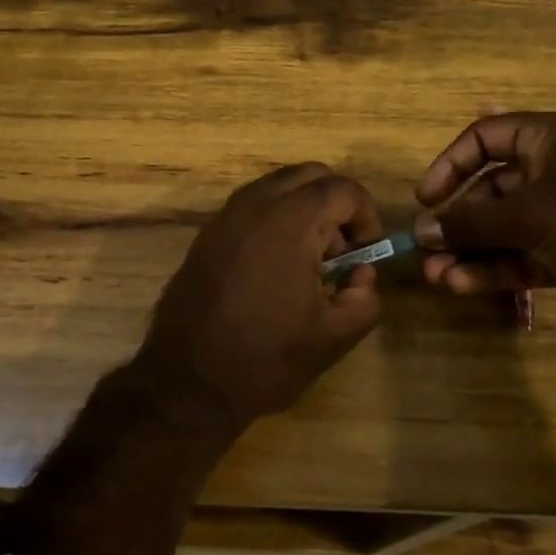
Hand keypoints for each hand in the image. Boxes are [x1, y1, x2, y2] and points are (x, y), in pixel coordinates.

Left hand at [132, 164, 384, 428]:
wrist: (188, 379)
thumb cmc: (265, 358)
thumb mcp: (333, 337)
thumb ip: (364, 297)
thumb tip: (361, 273)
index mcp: (290, 222)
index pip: (342, 189)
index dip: (366, 215)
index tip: (368, 252)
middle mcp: (255, 204)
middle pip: (309, 175)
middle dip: (336, 203)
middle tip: (342, 250)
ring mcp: (226, 215)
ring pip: (278, 186)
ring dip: (304, 208)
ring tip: (310, 260)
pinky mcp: (208, 232)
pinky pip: (252, 204)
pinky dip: (275, 218)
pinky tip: (276, 266)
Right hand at [412, 112, 555, 341]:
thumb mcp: (531, 215)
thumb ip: (472, 221)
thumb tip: (422, 229)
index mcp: (552, 139)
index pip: (486, 137)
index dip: (451, 163)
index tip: (426, 197)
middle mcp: (554, 172)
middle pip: (490, 188)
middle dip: (456, 219)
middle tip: (425, 246)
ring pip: (502, 228)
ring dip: (468, 249)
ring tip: (435, 274)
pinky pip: (519, 255)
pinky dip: (492, 268)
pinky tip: (461, 285)